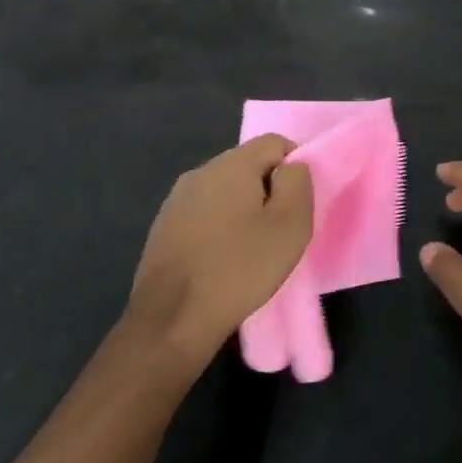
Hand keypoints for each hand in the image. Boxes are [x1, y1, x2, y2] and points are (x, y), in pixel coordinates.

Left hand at [127, 135, 313, 356]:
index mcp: (231, 164)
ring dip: (244, 209)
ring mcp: (176, 200)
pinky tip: (223, 259)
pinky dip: (220, 227)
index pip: (275, 142)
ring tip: (253, 247)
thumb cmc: (240, 268)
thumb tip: (291, 167)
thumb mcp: (290, 224)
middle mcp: (200, 172)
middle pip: (248, 165)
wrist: (172, 320)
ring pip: (225, 190)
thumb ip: (298, 182)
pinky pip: (204, 213)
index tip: (298, 204)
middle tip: (280, 228)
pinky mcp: (163, 228)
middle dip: (269, 189)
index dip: (295, 167)